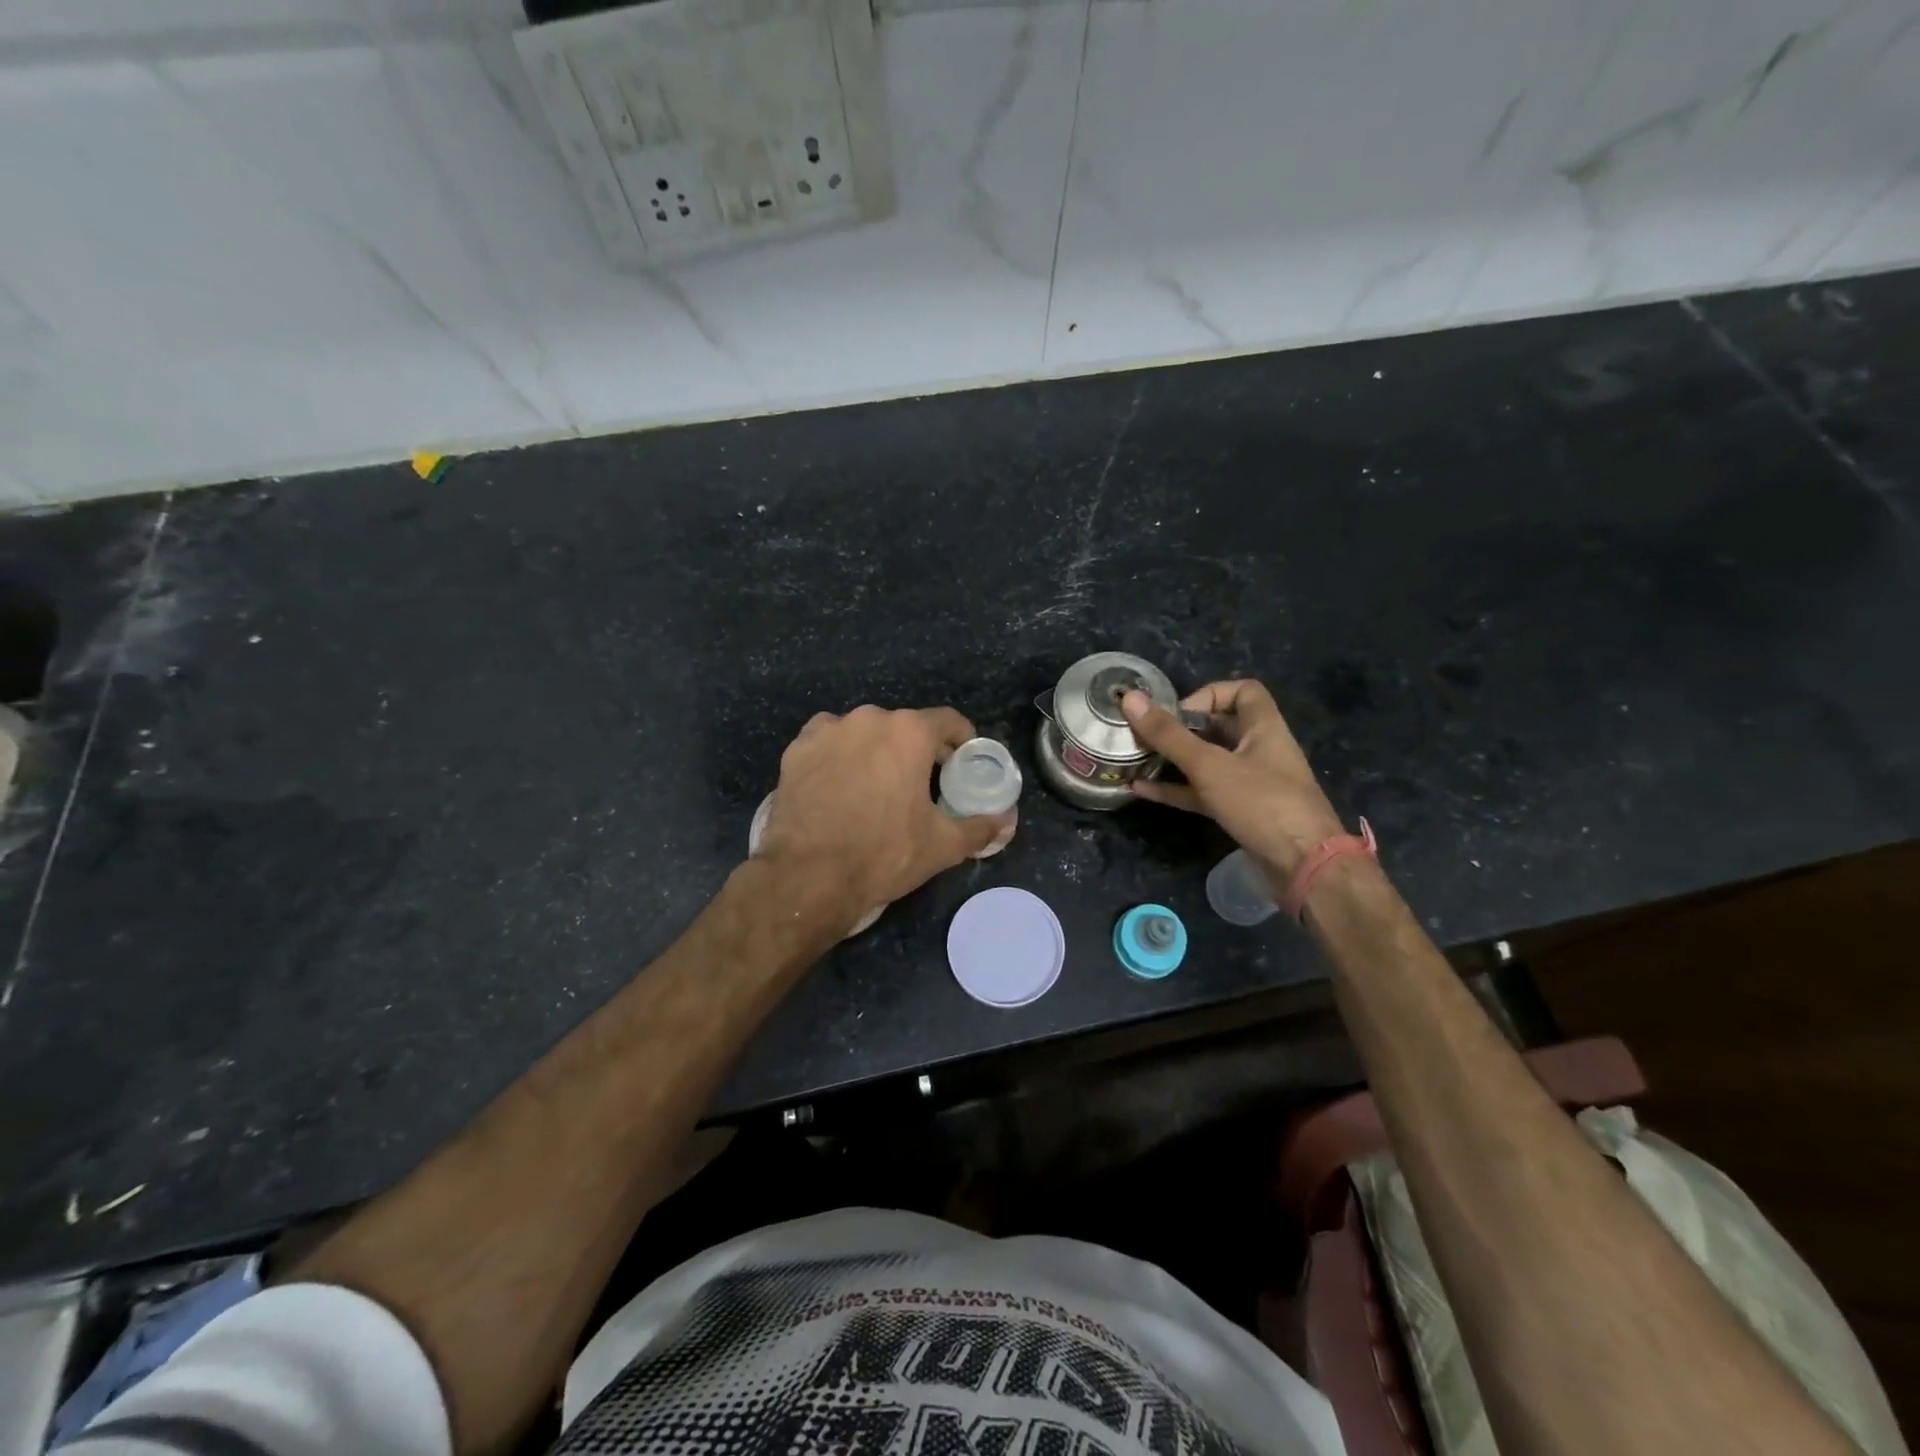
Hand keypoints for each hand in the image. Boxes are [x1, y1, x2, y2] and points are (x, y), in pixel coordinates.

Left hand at [755, 705, 1009, 923]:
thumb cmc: (883, 854)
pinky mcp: (796, 749)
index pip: (948, 720)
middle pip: (904, 726)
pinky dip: (838, 756)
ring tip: (875, 786)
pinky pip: (828, 742)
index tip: (962, 763)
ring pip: (864, 732)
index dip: (961, 740)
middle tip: (920, 783)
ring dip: (875, 750)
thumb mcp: (942, 845)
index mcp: (909, 732)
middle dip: (916, 750)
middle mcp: (869, 718)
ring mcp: (828, 730)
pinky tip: (838, 785)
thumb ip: (980, 827)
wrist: (808, 876)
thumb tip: (1006, 822)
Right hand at [1121, 679, 1346, 887]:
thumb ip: (1169, 735)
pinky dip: (1176, 789)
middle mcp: (1259, 750)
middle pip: (1219, 727)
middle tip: (1146, 735)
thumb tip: (1130, 698)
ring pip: (1207, 762)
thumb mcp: (1210, 766)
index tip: (1178, 712)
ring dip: (1174, 760)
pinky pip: (1203, 792)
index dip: (1209, 694)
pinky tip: (1141, 790)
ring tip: (1137, 759)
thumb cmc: (1261, 803)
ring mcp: (1250, 783)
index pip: (1243, 692)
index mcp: (1263, 728)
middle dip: (1181, 729)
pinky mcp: (1240, 812)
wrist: (1303, 866)